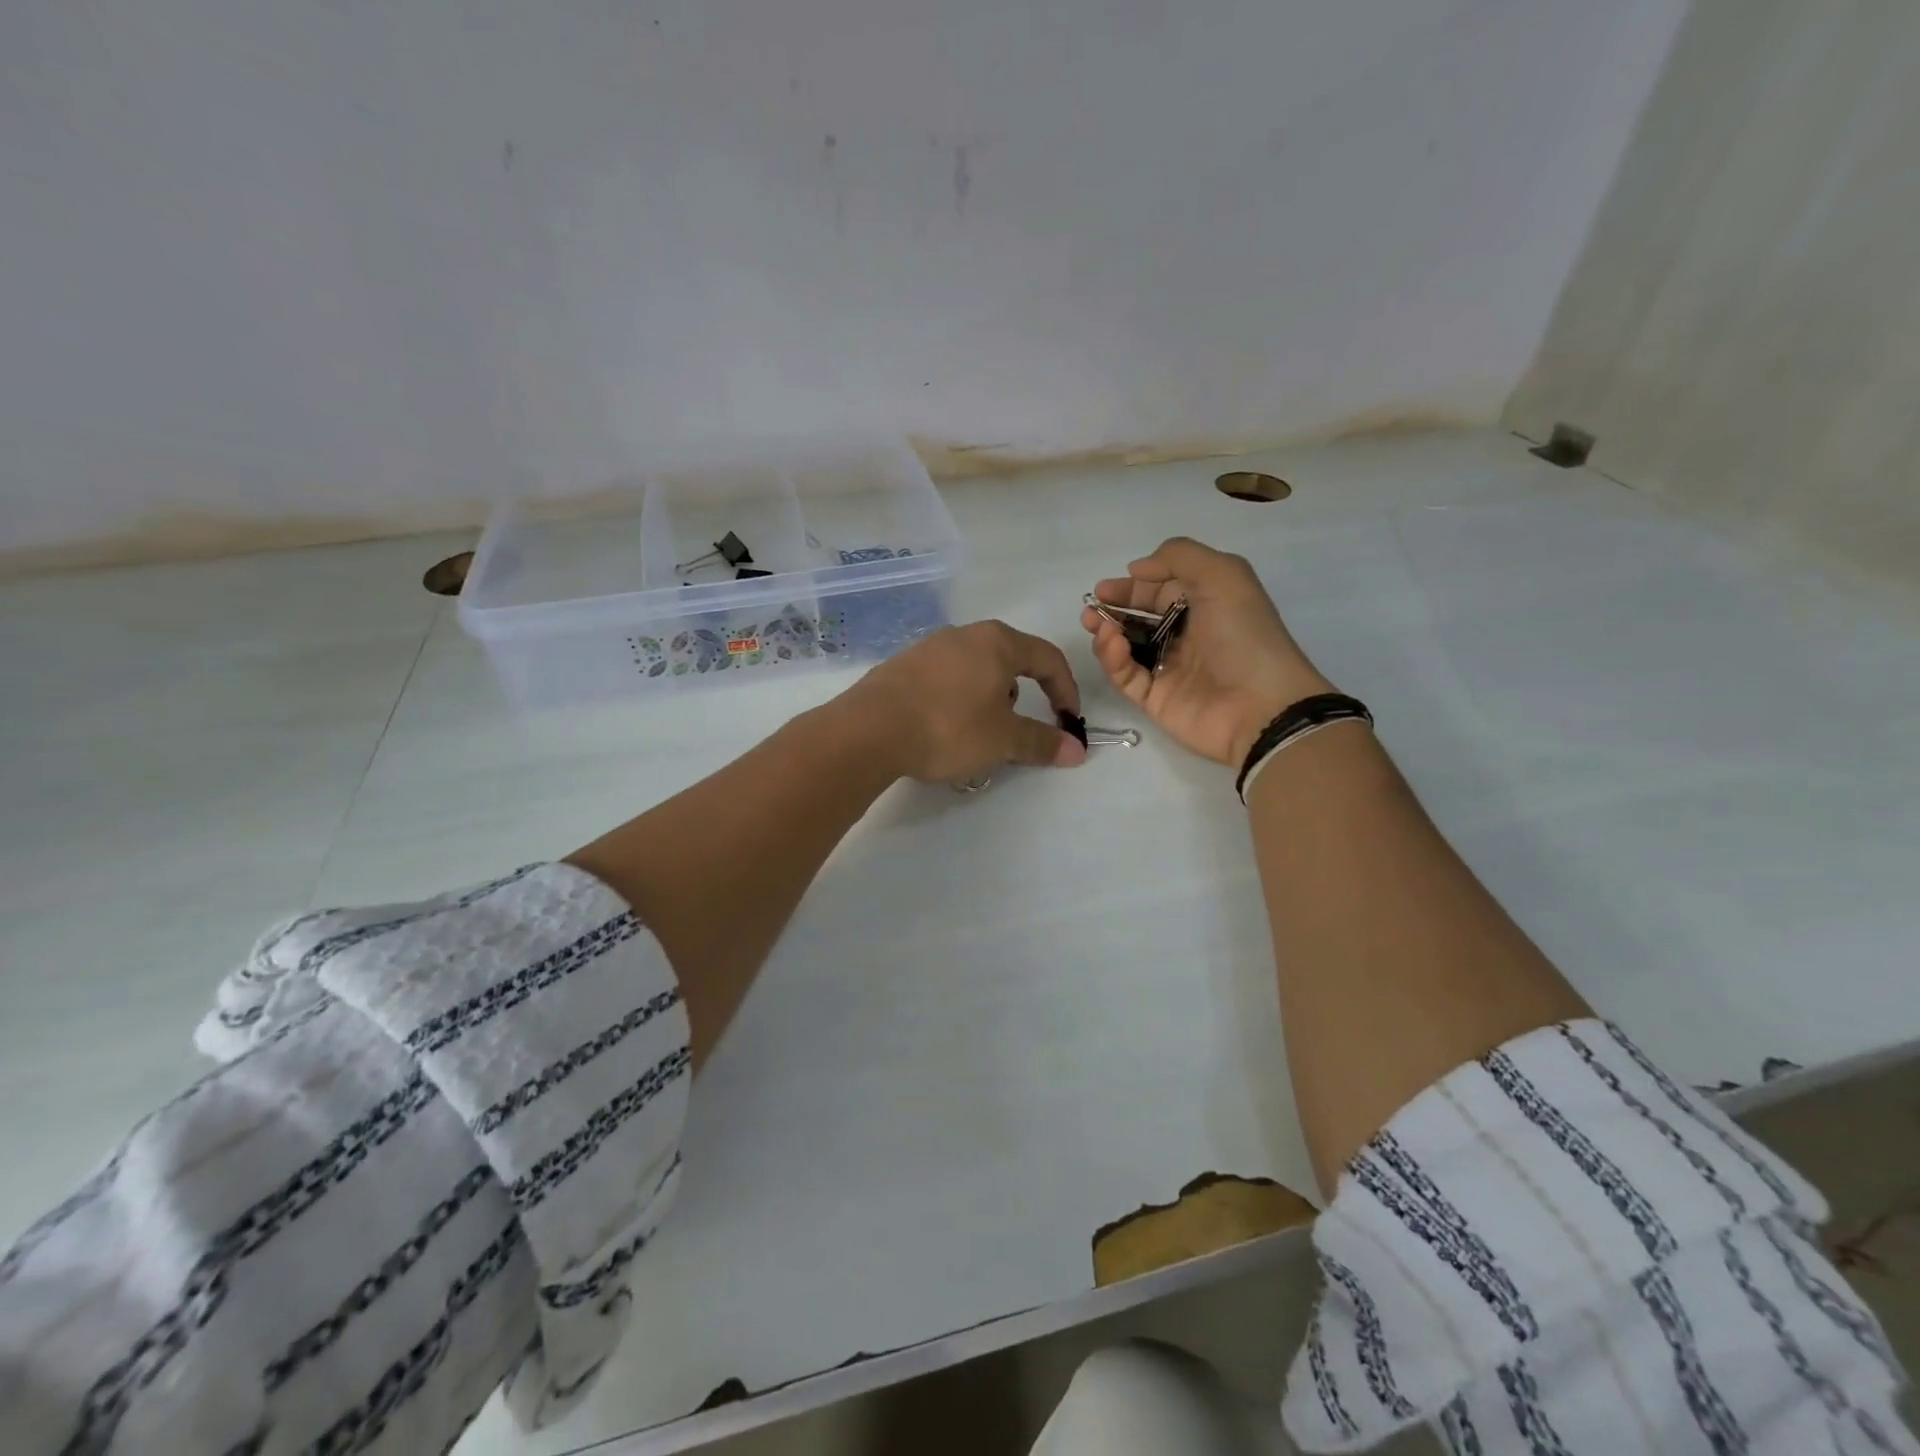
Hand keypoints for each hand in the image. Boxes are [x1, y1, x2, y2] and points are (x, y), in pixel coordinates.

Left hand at [840, 621, 1087, 783]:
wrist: (870, 730)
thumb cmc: (949, 727)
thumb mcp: (1003, 739)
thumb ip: (1042, 742)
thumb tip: (1077, 750)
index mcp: (997, 642)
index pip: (1047, 658)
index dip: (1065, 691)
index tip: (1067, 722)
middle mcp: (963, 635)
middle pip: (1009, 662)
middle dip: (1020, 698)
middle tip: (1013, 732)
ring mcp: (928, 648)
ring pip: (975, 672)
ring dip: (986, 701)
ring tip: (973, 736)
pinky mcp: (902, 666)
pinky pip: (944, 680)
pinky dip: (956, 702)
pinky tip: (940, 730)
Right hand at [1081, 537, 1333, 767]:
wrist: (1261, 705)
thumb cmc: (1244, 634)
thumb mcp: (1222, 575)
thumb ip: (1179, 556)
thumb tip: (1137, 568)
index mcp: (1206, 605)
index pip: (1159, 591)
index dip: (1132, 587)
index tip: (1105, 588)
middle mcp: (1186, 636)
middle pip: (1139, 619)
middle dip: (1112, 610)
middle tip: (1092, 608)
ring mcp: (1169, 669)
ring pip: (1126, 648)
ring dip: (1107, 633)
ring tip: (1096, 624)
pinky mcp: (1155, 699)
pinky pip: (1126, 676)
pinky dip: (1114, 659)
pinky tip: (1112, 644)